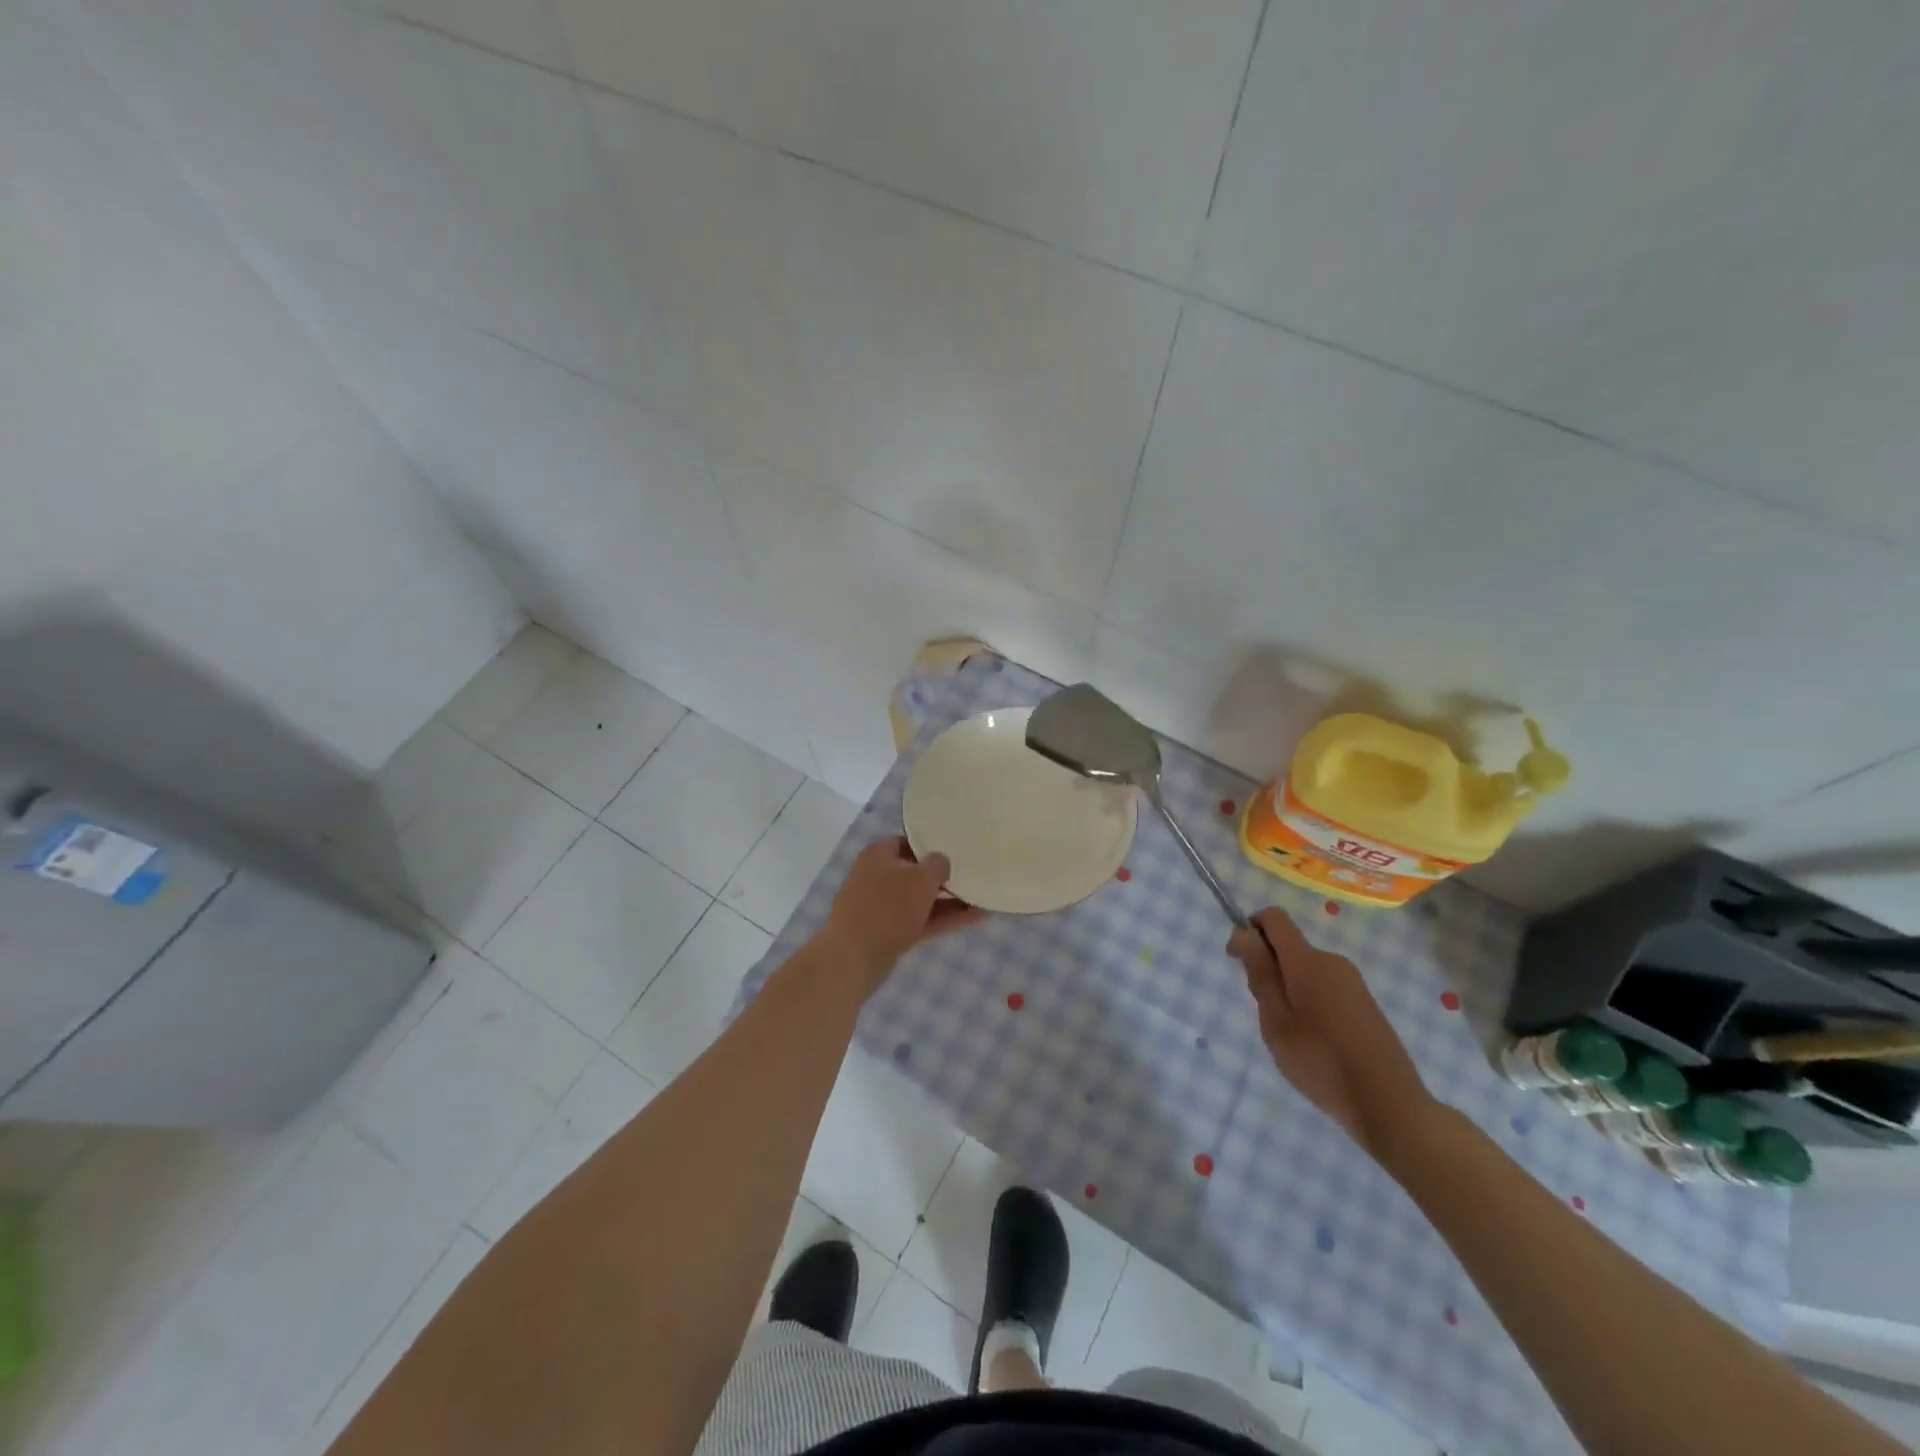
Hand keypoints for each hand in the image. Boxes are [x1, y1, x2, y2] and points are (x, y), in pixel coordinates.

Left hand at [821, 838, 985, 990]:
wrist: (853, 959)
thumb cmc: (887, 908)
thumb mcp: (921, 879)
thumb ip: (938, 864)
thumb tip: (942, 862)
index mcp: (879, 854)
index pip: (910, 840)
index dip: (934, 844)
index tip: (958, 848)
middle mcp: (878, 876)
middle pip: (916, 871)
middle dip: (945, 875)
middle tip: (975, 873)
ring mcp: (882, 907)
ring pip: (921, 899)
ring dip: (950, 900)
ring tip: (984, 898)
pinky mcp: (888, 933)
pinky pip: (921, 920)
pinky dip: (944, 919)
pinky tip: (976, 919)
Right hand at [1228, 907, 1432, 1156]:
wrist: (1390, 1106)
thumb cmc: (1322, 1063)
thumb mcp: (1276, 1021)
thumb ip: (1259, 973)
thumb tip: (1243, 932)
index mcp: (1308, 961)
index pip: (1274, 918)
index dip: (1250, 929)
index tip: (1239, 963)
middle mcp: (1333, 961)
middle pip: (1288, 945)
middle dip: (1267, 967)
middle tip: (1266, 1014)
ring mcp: (1353, 982)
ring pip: (1305, 968)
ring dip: (1287, 987)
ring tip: (1290, 1034)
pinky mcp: (1365, 1003)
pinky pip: (1324, 985)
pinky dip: (1308, 1000)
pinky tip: (1315, 1041)